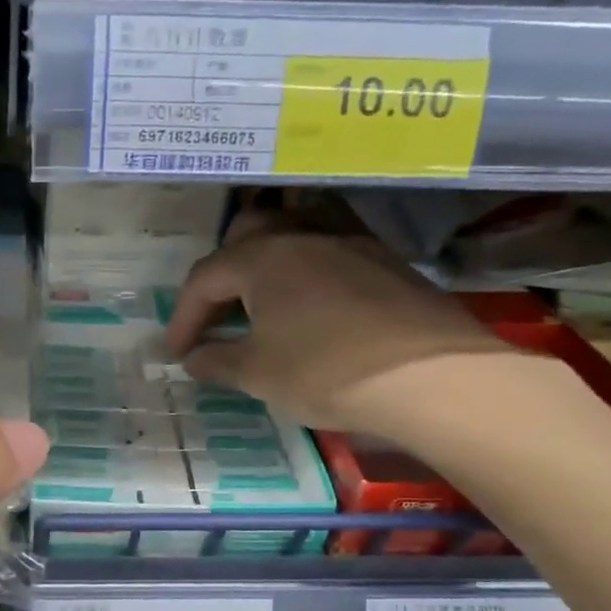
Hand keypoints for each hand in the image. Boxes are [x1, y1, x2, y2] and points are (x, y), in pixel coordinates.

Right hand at [164, 210, 514, 438]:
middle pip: (248, 234)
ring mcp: (350, 243)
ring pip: (294, 231)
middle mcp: (303, 236)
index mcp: (262, 258)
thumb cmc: (326, 372)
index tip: (178, 352)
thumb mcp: (258, 374)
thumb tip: (194, 358)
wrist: (432, 378)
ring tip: (264, 300)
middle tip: (220, 313)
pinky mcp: (385, 260)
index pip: (204, 279)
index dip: (184, 316)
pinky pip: (332, 249)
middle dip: (223, 271)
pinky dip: (309, 269)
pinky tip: (313, 304)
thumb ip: (217, 362)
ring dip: (268, 261)